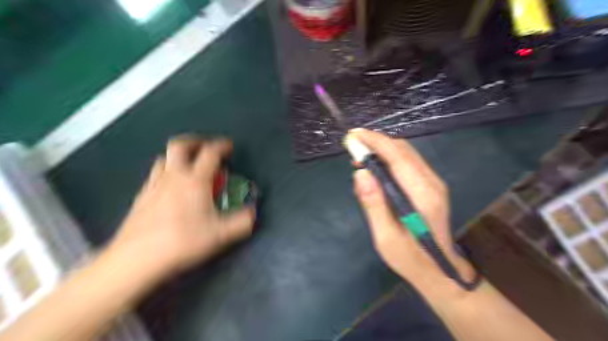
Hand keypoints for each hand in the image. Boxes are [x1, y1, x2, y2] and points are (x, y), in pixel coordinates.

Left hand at [108, 135, 254, 279]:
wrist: (136, 259)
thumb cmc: (182, 242)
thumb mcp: (220, 235)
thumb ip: (242, 222)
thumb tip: (253, 213)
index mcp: (195, 181)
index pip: (210, 153)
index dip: (222, 146)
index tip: (229, 146)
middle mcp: (173, 177)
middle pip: (180, 146)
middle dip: (195, 141)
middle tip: (205, 146)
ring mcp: (154, 185)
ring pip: (164, 159)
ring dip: (178, 156)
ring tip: (188, 166)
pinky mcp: (141, 197)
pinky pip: (155, 175)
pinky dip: (166, 173)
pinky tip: (170, 188)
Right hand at [352, 129, 474, 288]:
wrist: (439, 270)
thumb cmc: (409, 257)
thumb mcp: (385, 236)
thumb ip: (373, 204)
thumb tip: (361, 172)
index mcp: (422, 195)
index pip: (397, 156)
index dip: (375, 141)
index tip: (353, 135)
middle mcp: (432, 183)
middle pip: (403, 150)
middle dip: (376, 143)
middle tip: (353, 149)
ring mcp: (434, 183)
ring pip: (406, 153)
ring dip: (382, 149)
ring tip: (360, 159)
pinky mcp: (431, 185)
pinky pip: (408, 162)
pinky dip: (389, 158)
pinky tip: (376, 168)